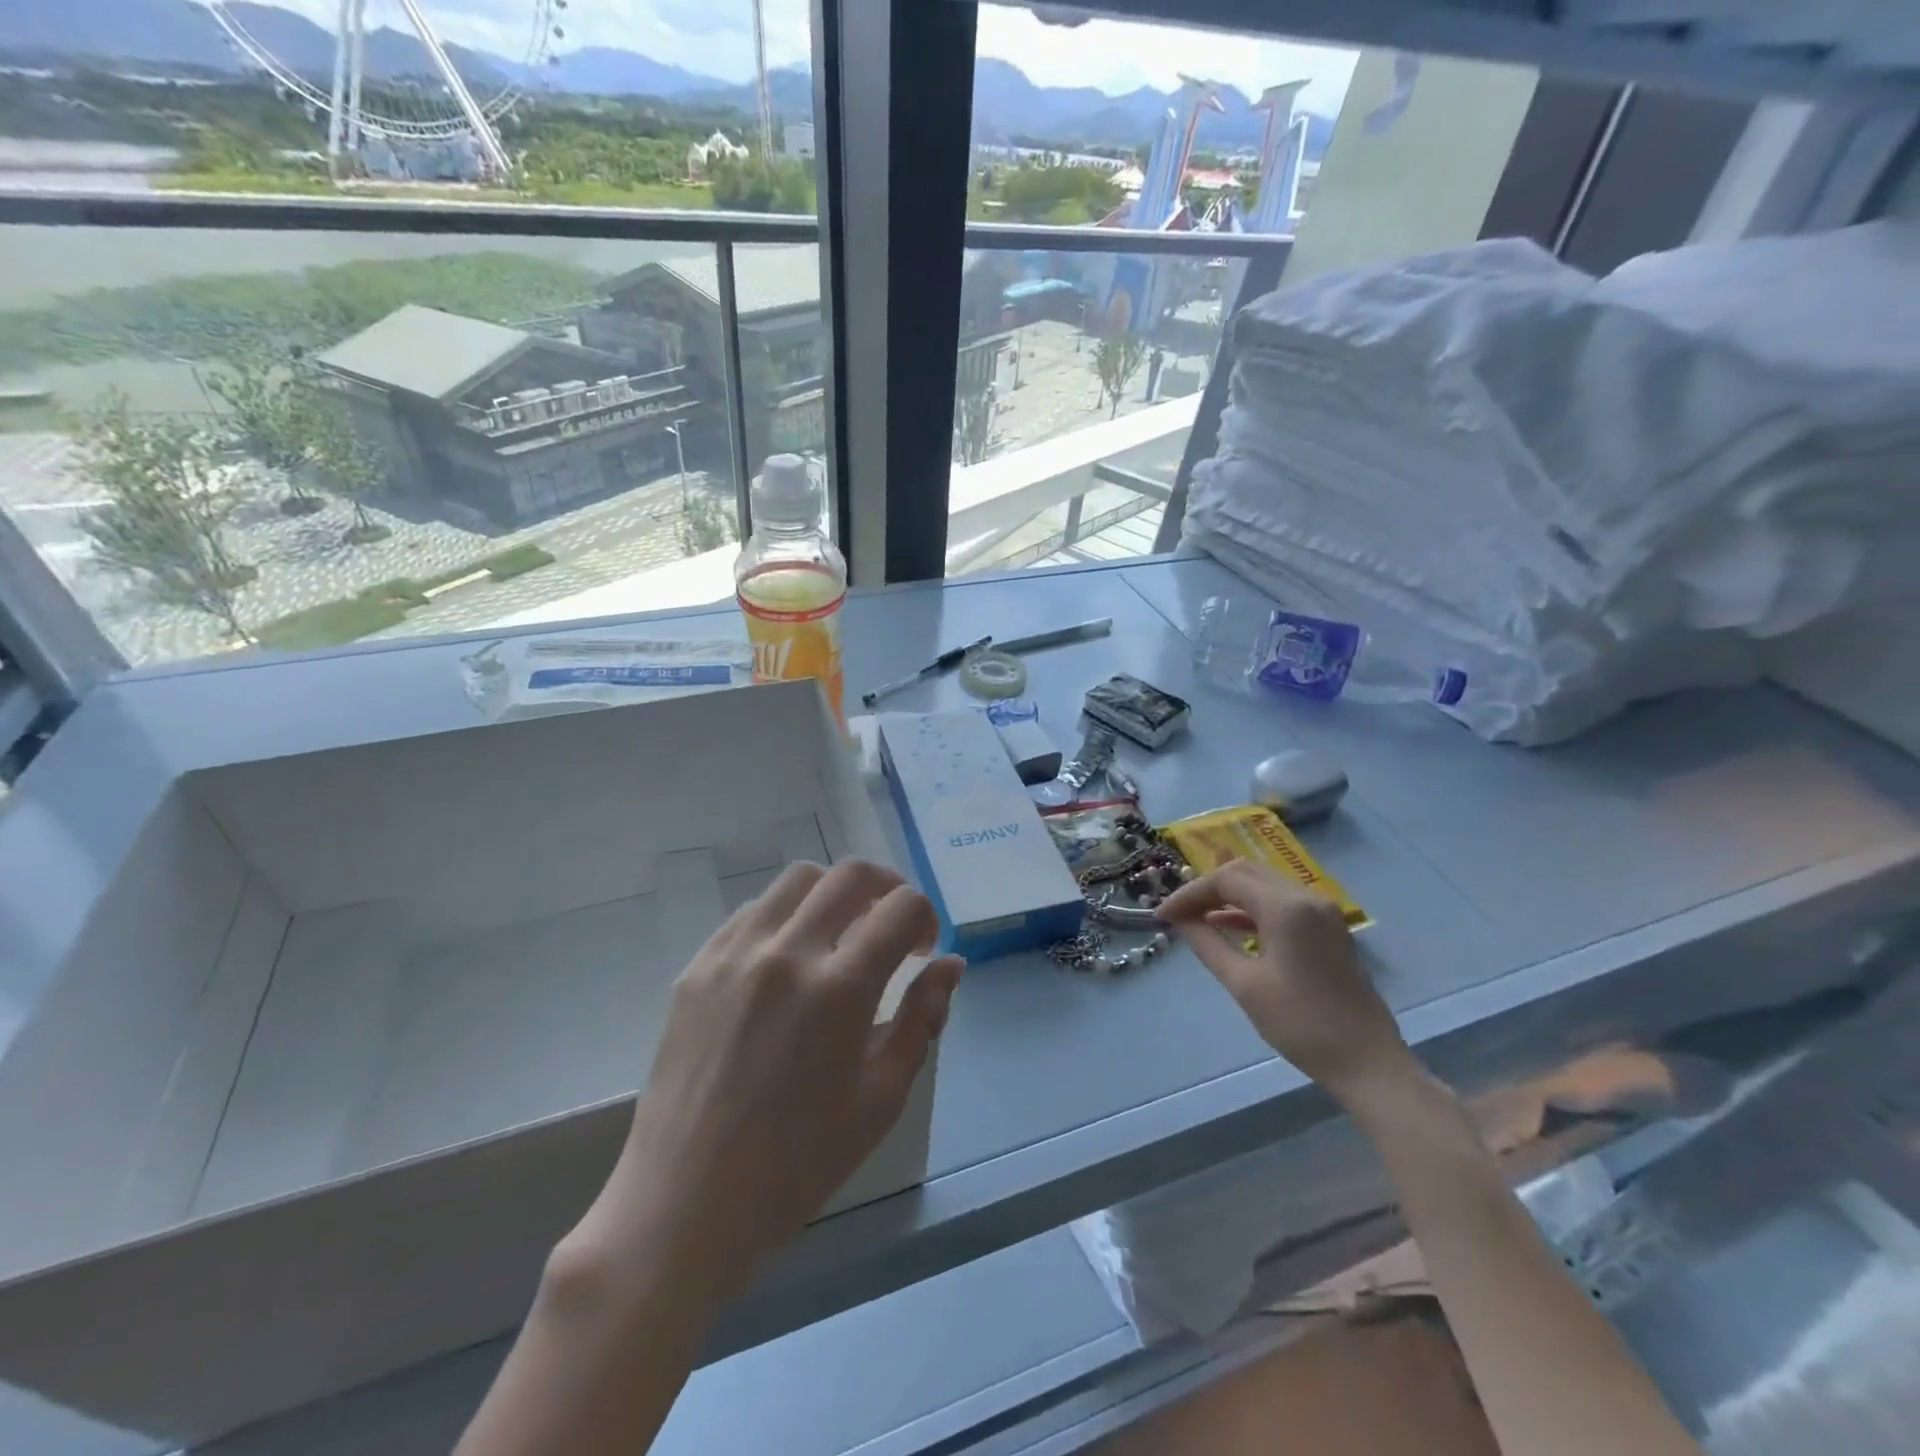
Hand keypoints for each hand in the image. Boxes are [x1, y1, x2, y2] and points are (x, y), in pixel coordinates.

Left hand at [569, 860, 961, 1292]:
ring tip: (839, 935)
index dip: (926, 918)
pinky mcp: (698, 966)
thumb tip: (950, 964)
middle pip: (850, 875)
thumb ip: (923, 1019)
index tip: (923, 951)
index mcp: (841, 988)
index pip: (901, 908)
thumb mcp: (882, 1097)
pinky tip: (788, 958)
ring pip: (797, 880)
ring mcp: (735, 953)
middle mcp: (787, 952)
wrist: (688, 1202)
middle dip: (887, 888)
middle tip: (892, 927)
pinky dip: (785, 915)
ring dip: (833, 894)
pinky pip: (751, 911)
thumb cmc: (799, 1162)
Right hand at [1159, 860, 1413, 1104]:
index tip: (1162, 916)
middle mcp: (1306, 897)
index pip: (1226, 880)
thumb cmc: (1300, 1024)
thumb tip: (1180, 920)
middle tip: (1177, 913)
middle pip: (1245, 873)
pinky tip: (1227, 926)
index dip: (1189, 894)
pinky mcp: (1328, 928)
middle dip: (1207, 889)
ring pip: (1263, 885)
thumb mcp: (1244, 984)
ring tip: (1195, 919)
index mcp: (1286, 907)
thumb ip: (1207, 944)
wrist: (1368, 1062)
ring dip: (1228, 897)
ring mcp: (1321, 911)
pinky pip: (1281, 903)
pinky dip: (1251, 909)